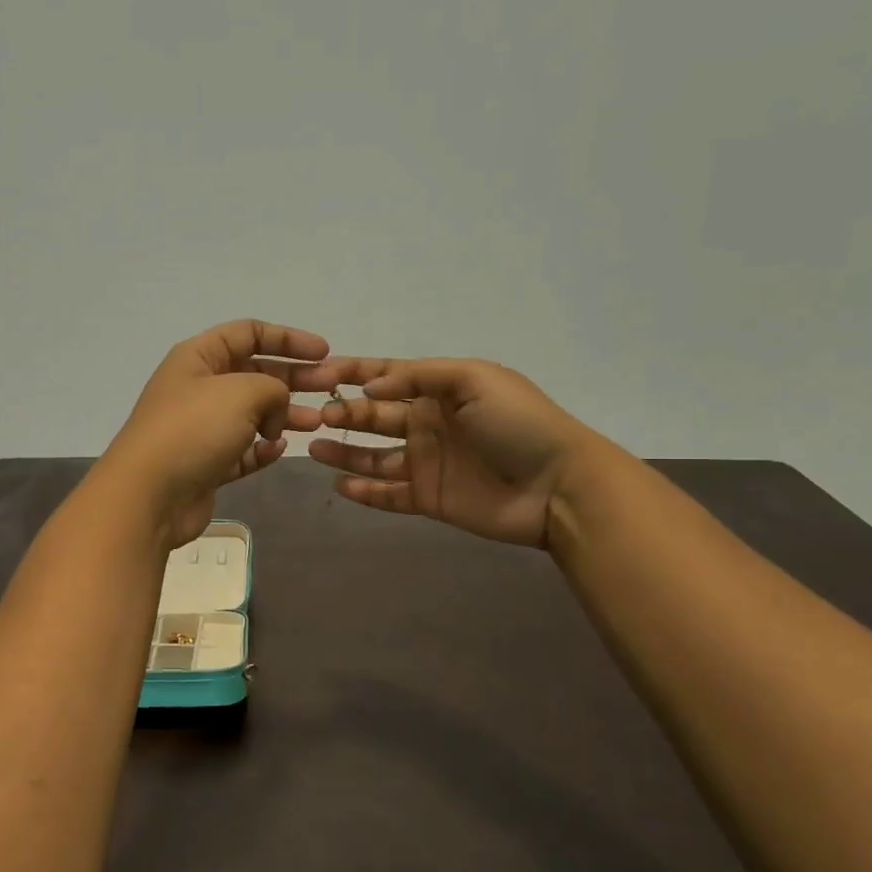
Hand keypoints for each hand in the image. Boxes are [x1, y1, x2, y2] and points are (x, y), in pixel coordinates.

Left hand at [96, 321, 328, 547]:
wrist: (149, 494)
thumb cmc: (193, 430)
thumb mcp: (241, 392)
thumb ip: (272, 387)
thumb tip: (274, 409)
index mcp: (199, 357)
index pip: (248, 333)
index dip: (288, 338)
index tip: (324, 352)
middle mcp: (198, 388)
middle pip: (255, 373)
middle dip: (294, 378)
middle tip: (331, 388)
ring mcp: (201, 428)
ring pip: (252, 414)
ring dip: (284, 415)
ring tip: (317, 422)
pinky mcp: (206, 464)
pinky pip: (242, 450)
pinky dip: (262, 449)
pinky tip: (279, 450)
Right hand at [304, 358, 609, 548]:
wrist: (558, 485)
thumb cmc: (518, 423)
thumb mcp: (474, 380)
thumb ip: (420, 376)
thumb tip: (370, 388)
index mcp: (440, 391)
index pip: (388, 376)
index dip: (354, 372)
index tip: (318, 373)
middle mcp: (428, 424)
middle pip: (375, 416)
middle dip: (344, 413)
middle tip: (316, 416)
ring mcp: (427, 463)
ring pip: (374, 456)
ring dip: (344, 451)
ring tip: (313, 446)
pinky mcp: (429, 498)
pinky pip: (388, 494)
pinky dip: (364, 491)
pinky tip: (339, 485)